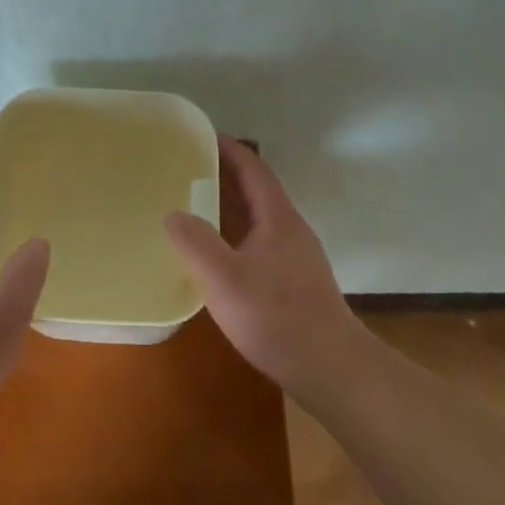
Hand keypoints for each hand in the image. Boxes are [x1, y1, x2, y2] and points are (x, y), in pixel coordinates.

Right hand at [164, 136, 366, 397]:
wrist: (331, 369)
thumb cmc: (277, 317)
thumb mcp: (224, 279)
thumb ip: (195, 242)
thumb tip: (173, 214)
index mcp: (278, 218)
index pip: (254, 168)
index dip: (229, 148)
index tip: (200, 135)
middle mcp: (290, 230)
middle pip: (256, 190)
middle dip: (223, 175)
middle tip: (185, 168)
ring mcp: (295, 257)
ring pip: (257, 219)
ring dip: (228, 207)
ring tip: (191, 205)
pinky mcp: (294, 282)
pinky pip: (258, 243)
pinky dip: (234, 235)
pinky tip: (215, 255)